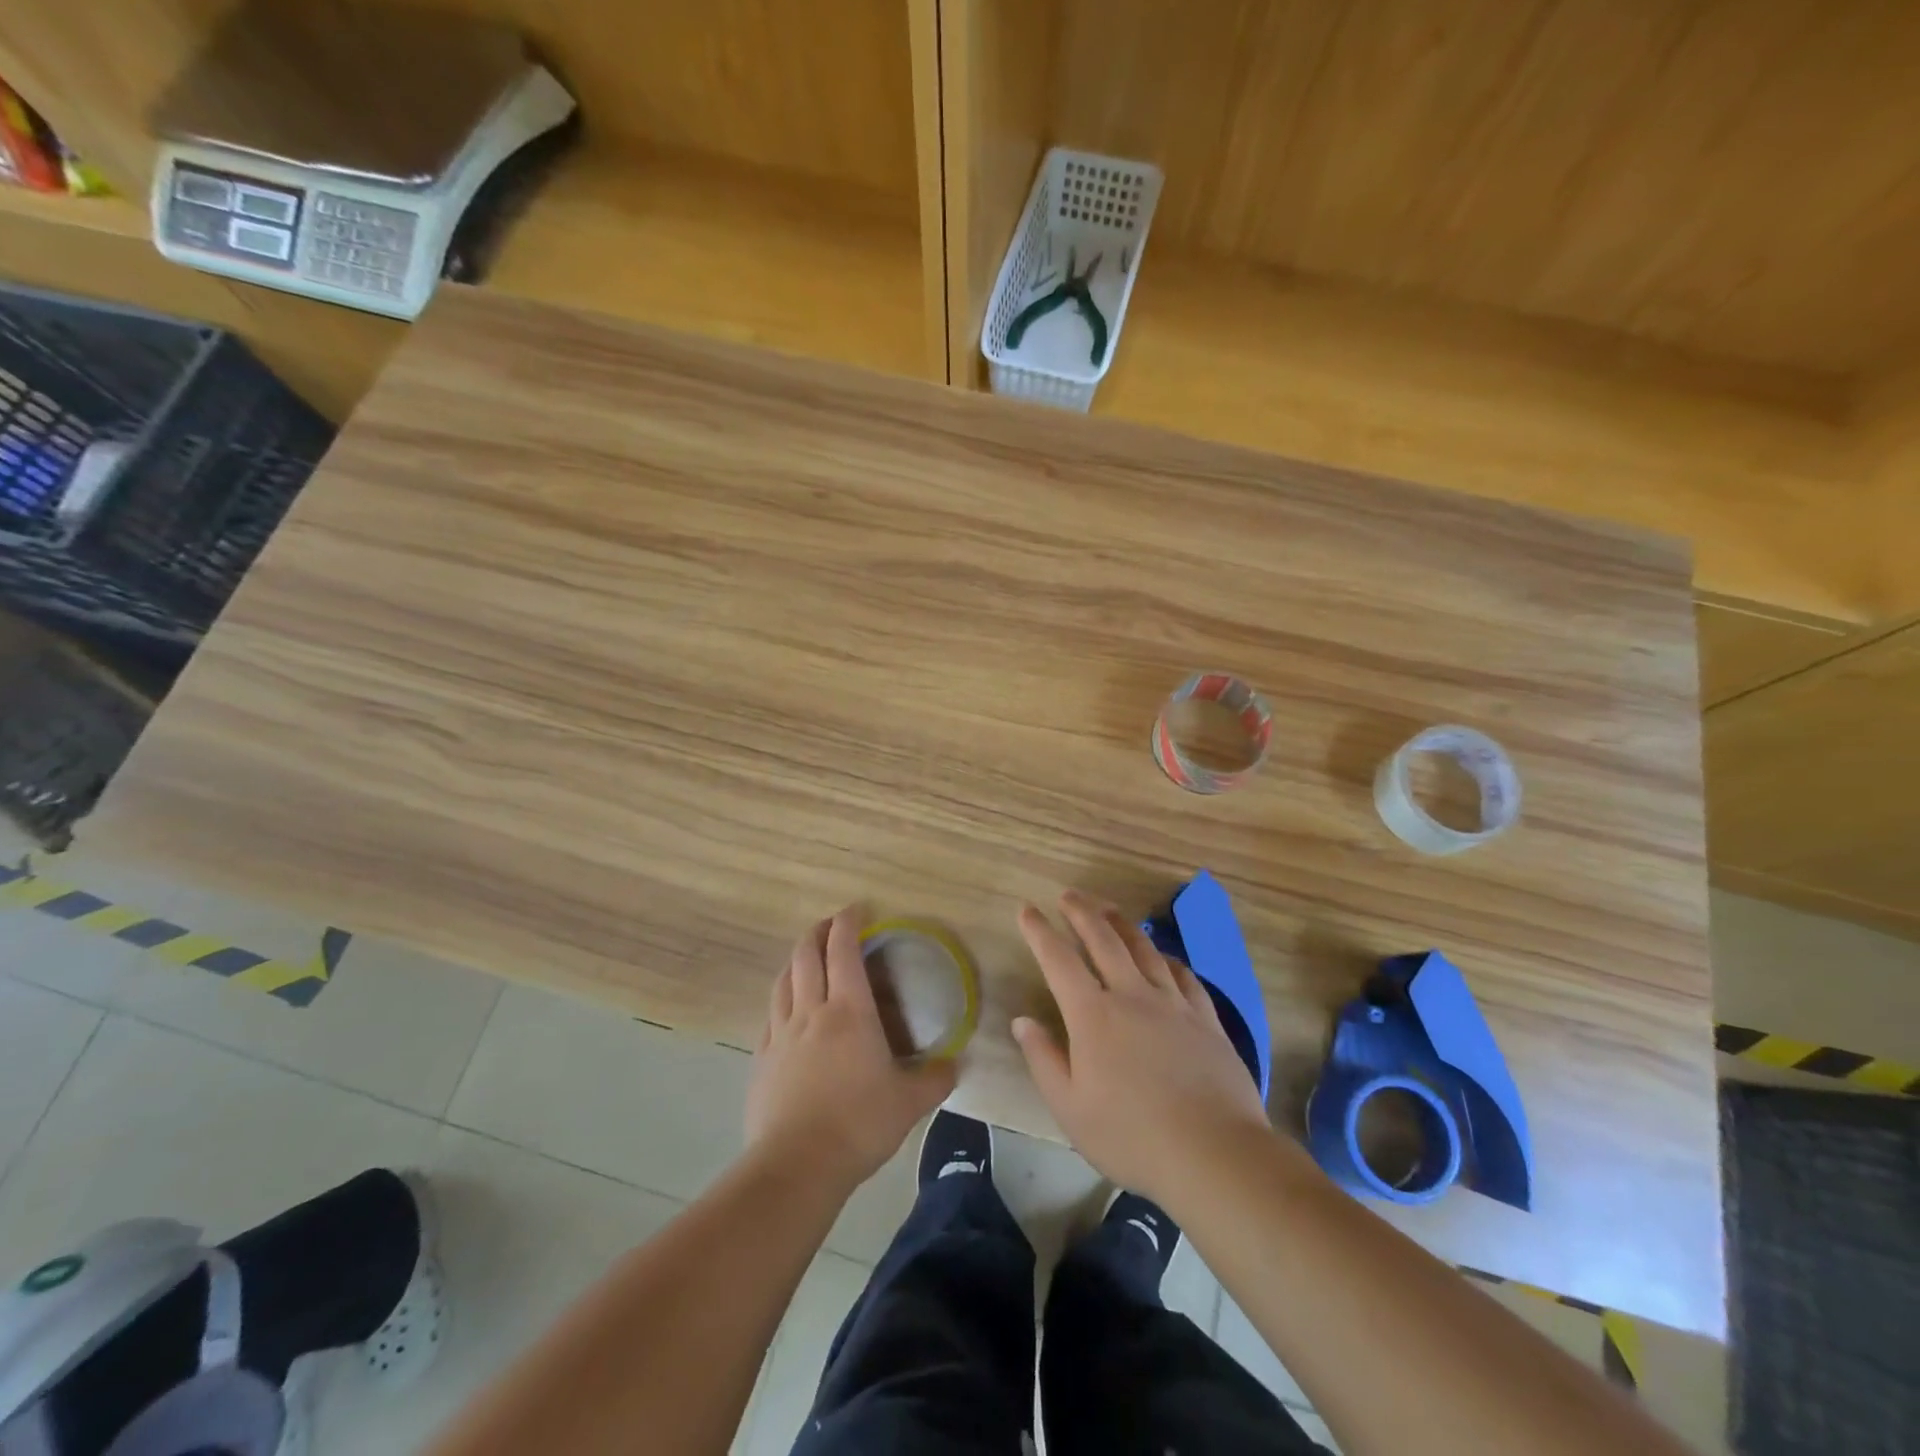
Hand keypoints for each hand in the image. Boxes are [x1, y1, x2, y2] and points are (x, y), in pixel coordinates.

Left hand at [745, 906, 956, 1193]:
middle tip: (831, 925)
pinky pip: (770, 1015)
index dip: (849, 922)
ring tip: (806, 957)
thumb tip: (955, 1066)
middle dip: (818, 931)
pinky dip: (781, 999)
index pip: (844, 949)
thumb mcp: (909, 1103)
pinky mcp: (761, 1059)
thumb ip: (935, 1079)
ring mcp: (780, 1034)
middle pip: (806, 954)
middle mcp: (811, 1011)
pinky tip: (787, 1010)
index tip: (858, 908)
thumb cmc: (859, 1123)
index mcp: (849, 1010)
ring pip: (783, 980)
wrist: (796, 1165)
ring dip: (795, 960)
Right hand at [1013, 891, 1270, 1204]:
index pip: (1059, 960)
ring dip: (1122, 924)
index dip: (1040, 931)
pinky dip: (1166, 959)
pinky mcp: (1205, 1018)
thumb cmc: (1132, 1136)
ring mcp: (1173, 1003)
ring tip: (1109, 909)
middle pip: (1104, 939)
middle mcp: (1132, 995)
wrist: (1214, 1153)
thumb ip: (1043, 1059)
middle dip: (1082, 912)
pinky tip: (1163, 958)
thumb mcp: (1070, 1108)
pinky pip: (1182, 975)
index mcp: (1093, 1015)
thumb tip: (1022, 1021)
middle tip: (1069, 895)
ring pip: (1144, 949)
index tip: (1027, 909)